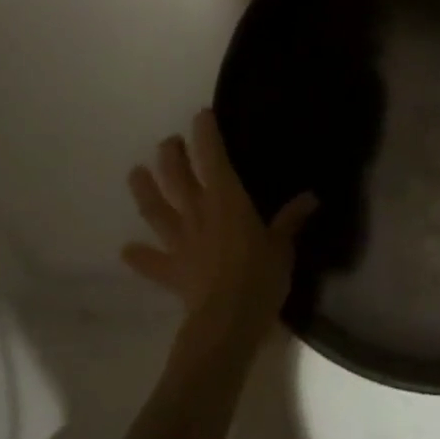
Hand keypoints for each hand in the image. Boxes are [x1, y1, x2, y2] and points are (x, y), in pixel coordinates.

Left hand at [123, 110, 316, 347]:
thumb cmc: (260, 275)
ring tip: (135, 173)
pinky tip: (127, 250)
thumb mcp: (283, 245)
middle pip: (177, 177)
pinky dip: (139, 256)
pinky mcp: (170, 271)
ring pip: (156, 210)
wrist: (227, 322)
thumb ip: (291, 220)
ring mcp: (180, 241)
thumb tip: (311, 197)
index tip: (201, 115)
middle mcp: (198, 212)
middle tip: (168, 143)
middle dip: (171, 155)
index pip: (213, 157)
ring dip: (144, 190)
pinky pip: (151, 261)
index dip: (206, 134)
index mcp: (226, 199)